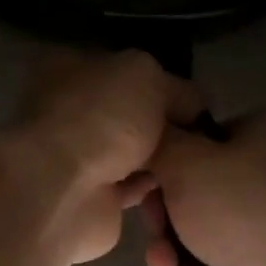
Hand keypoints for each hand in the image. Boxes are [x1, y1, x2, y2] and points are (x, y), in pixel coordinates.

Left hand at [0, 51, 201, 265]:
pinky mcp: (89, 197)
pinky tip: (181, 186)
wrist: (64, 192)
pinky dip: (152, 189)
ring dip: (159, 159)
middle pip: (128, 113)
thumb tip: (195, 106)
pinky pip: (130, 188)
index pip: (123, 69)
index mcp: (71, 68)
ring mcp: (76, 157)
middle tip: (201, 135)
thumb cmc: (101, 118)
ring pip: (130, 153)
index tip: (195, 101)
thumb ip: (176, 87)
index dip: (161, 81)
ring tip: (197, 161)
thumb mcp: (149, 77)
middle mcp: (70, 110)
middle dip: (163, 124)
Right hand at [142, 112, 265, 265]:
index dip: (165, 161)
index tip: (142, 187)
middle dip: (165, 217)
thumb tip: (151, 135)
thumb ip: (160, 143)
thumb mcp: (188, 162)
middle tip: (154, 234)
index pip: (202, 137)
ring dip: (173, 253)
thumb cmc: (249, 211)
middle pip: (198, 188)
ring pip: (204, 231)